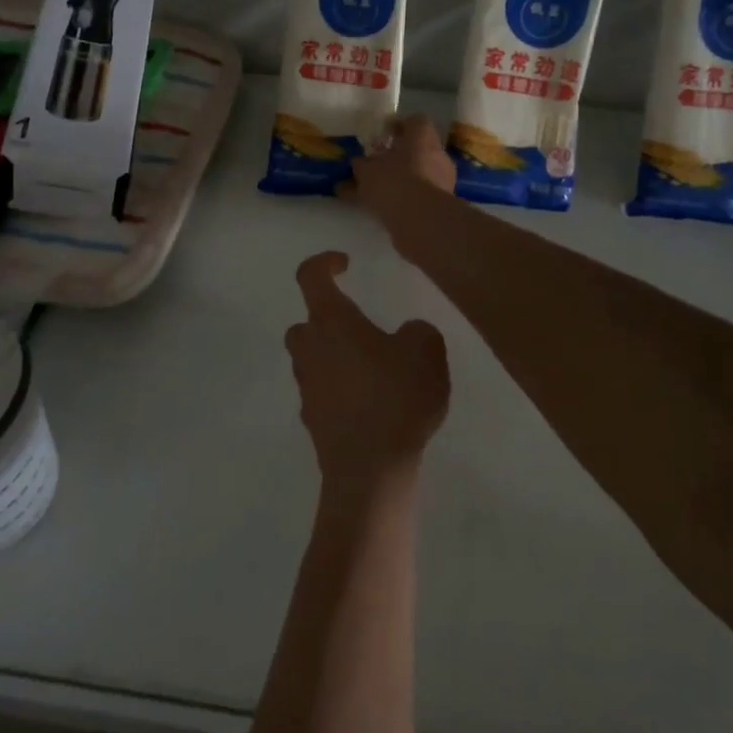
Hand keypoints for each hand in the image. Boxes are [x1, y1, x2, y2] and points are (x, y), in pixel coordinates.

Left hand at [284, 251, 450, 495]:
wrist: (369, 470)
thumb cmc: (396, 397)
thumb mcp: (426, 351)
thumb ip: (418, 331)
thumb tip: (407, 333)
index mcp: (332, 321)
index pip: (310, 276)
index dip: (324, 262)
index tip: (346, 264)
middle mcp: (311, 349)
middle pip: (306, 323)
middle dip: (327, 319)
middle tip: (360, 327)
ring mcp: (307, 387)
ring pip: (312, 359)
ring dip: (334, 356)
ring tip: (373, 368)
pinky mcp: (313, 421)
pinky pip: (322, 392)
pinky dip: (339, 389)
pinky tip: (370, 403)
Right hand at [340, 115, 455, 225]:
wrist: (421, 220)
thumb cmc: (393, 182)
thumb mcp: (367, 171)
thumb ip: (361, 166)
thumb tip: (358, 164)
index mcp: (422, 136)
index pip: (415, 121)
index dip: (398, 126)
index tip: (382, 136)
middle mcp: (437, 153)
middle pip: (417, 149)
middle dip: (397, 157)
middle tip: (376, 165)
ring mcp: (443, 179)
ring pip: (418, 174)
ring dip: (400, 180)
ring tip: (375, 192)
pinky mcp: (441, 203)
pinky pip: (419, 195)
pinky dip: (403, 199)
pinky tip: (382, 209)